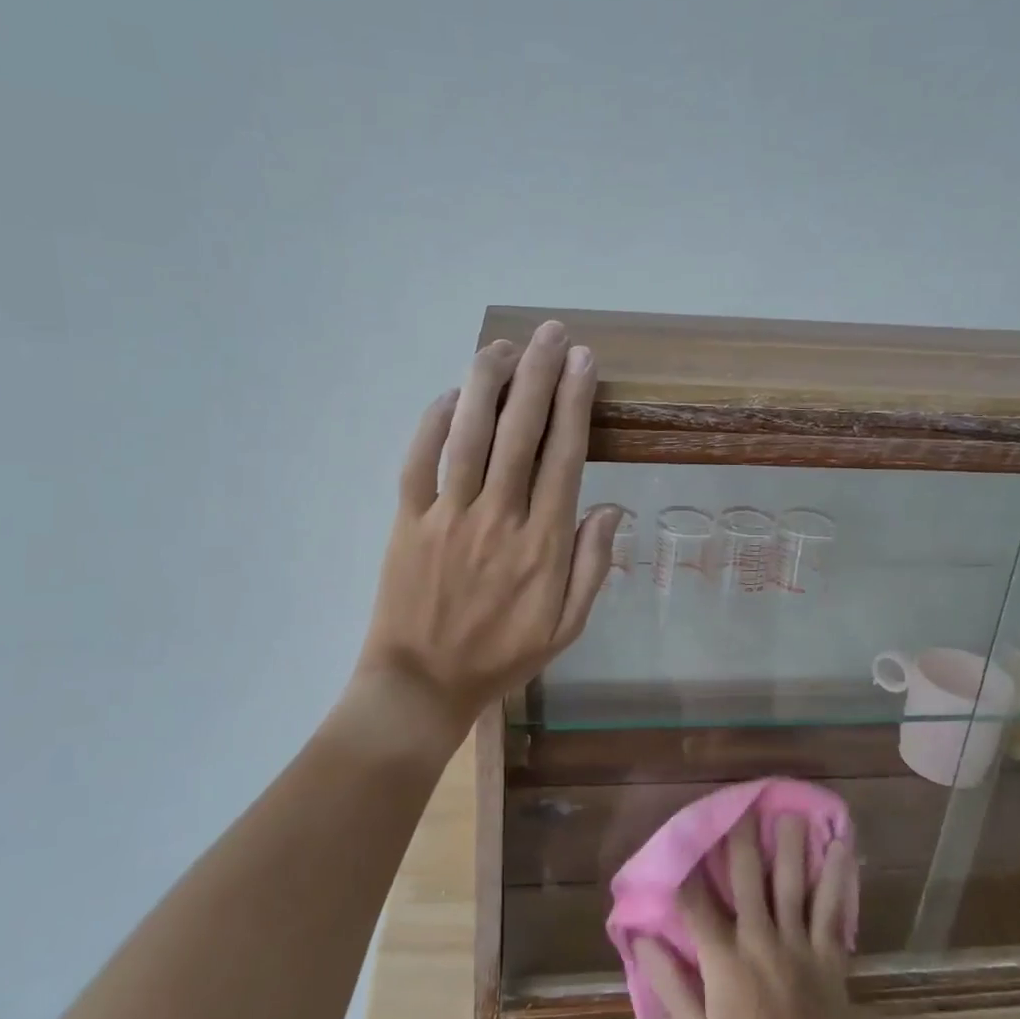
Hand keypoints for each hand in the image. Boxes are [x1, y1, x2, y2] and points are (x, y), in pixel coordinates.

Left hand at [357, 321, 619, 736]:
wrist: (422, 685)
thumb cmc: (501, 656)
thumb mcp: (567, 627)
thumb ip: (592, 567)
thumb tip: (612, 509)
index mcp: (543, 545)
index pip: (564, 457)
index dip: (576, 403)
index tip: (584, 362)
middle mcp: (498, 519)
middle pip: (520, 432)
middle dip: (539, 375)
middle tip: (551, 333)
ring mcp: (448, 517)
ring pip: (468, 435)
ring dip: (487, 385)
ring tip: (504, 347)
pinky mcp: (407, 522)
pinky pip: (418, 461)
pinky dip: (432, 423)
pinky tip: (449, 395)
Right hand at [635, 815, 879, 1018]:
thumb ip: (671, 985)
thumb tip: (642, 938)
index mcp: (724, 960)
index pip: (696, 902)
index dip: (684, 869)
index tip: (678, 840)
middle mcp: (760, 939)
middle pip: (746, 877)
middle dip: (740, 838)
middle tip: (740, 804)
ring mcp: (798, 943)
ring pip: (792, 882)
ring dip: (791, 845)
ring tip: (790, 812)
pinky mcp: (829, 954)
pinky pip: (832, 908)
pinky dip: (838, 877)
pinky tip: (842, 849)